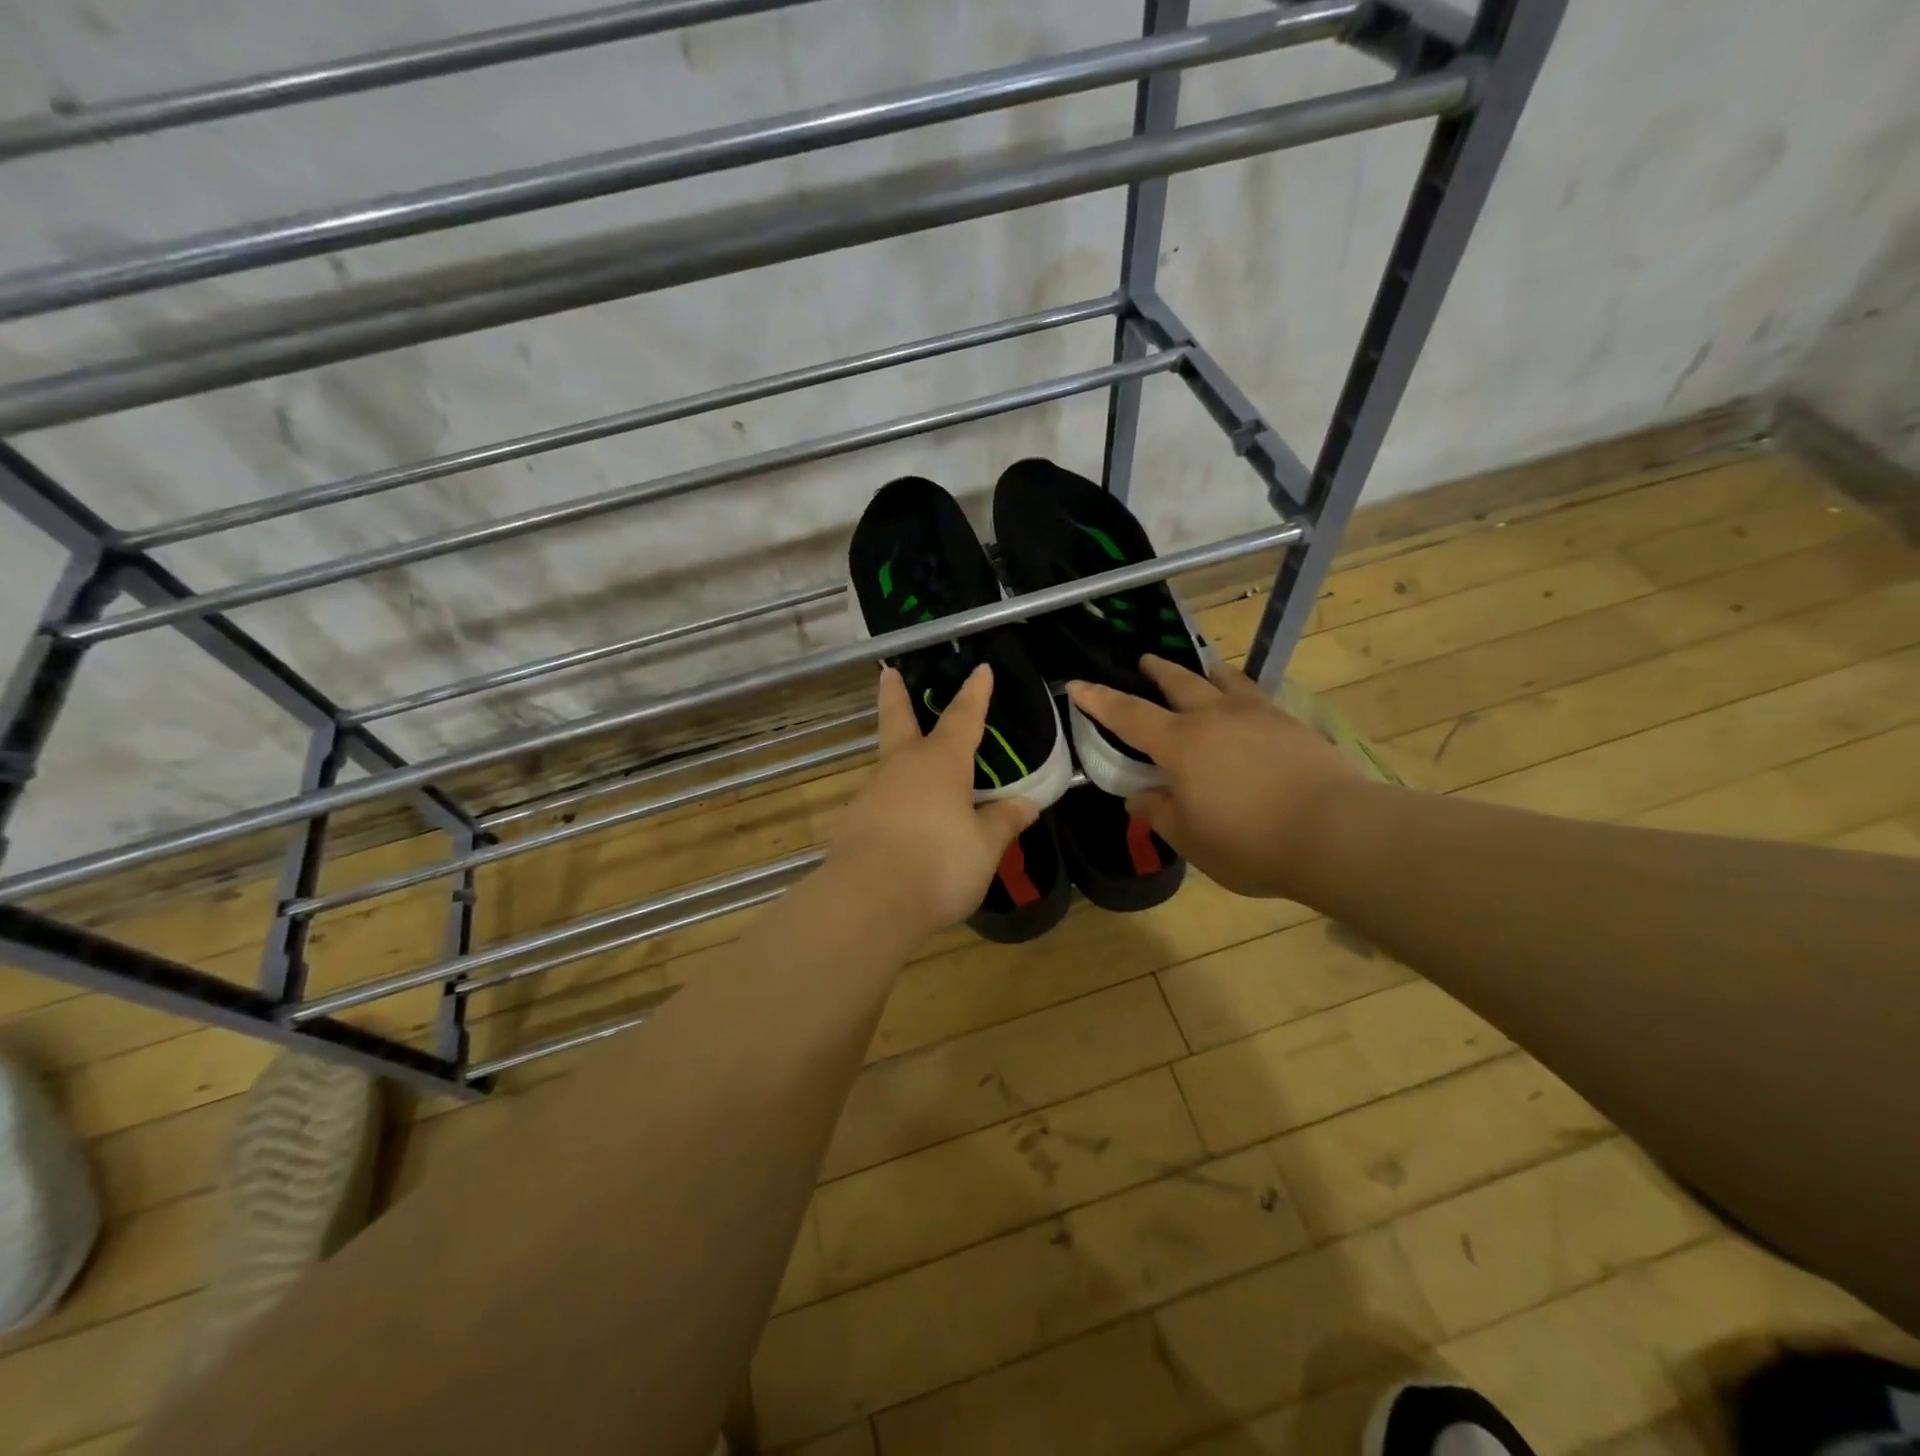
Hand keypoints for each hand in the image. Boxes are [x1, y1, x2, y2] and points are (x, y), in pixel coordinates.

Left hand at [831, 664, 1040, 935]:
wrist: (869, 902)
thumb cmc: (938, 864)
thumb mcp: (984, 846)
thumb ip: (1003, 822)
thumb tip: (1027, 803)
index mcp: (941, 763)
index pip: (963, 717)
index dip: (975, 693)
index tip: (981, 668)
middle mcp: (903, 767)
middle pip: (898, 721)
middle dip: (896, 696)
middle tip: (889, 674)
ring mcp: (874, 793)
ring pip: (889, 764)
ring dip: (899, 755)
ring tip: (919, 767)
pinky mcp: (855, 822)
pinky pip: (882, 800)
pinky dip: (895, 799)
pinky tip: (905, 820)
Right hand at [1067, 656, 1367, 900]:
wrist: (1336, 832)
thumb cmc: (1249, 842)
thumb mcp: (1190, 838)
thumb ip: (1159, 812)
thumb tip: (1139, 797)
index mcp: (1180, 744)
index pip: (1128, 715)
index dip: (1098, 700)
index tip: (1076, 684)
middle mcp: (1214, 717)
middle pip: (1179, 683)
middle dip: (1157, 671)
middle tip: (1145, 660)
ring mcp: (1257, 715)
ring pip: (1224, 681)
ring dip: (1205, 673)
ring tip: (1203, 669)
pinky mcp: (1291, 724)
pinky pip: (1257, 696)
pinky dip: (1242, 692)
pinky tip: (1249, 703)